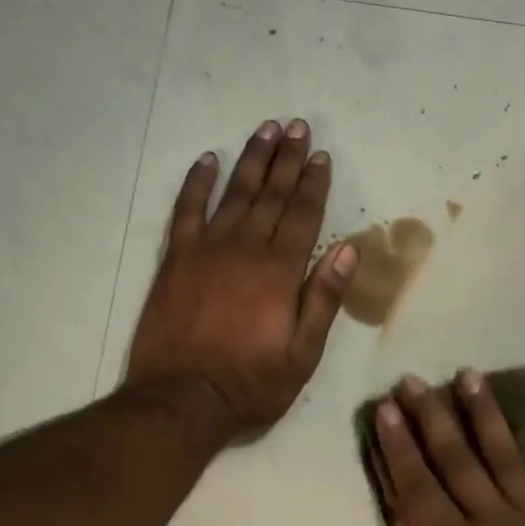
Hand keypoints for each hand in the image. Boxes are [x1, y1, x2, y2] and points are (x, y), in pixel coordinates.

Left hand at [125, 119, 357, 446]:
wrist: (180, 399)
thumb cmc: (251, 383)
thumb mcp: (303, 354)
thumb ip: (324, 298)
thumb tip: (349, 248)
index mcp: (280, 271)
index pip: (303, 215)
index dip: (314, 183)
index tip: (321, 156)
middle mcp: (245, 248)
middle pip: (271, 194)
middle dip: (287, 158)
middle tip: (298, 126)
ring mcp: (206, 249)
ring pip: (234, 193)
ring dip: (252, 159)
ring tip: (265, 130)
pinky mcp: (175, 259)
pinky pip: (186, 210)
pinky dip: (196, 183)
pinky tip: (208, 160)